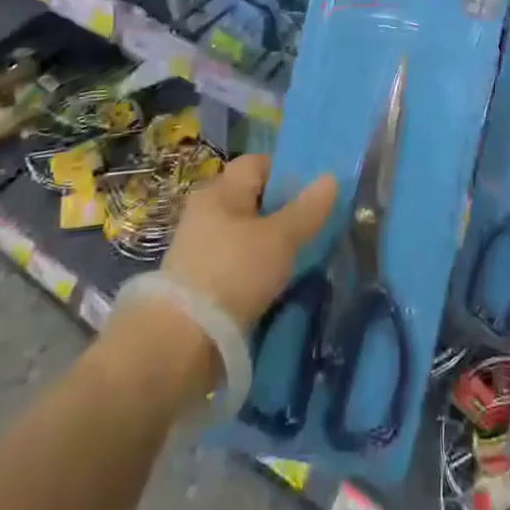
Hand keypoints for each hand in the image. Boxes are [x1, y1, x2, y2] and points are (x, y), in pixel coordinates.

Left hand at [161, 154, 338, 332]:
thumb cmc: (233, 273)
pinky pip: (235, 265)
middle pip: (251, 200)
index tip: (313, 195)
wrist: (178, 345)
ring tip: (299, 261)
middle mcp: (206, 212)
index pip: (257, 164)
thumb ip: (307, 209)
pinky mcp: (198, 284)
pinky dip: (255, 272)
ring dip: (269, 246)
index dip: (286, 173)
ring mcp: (199, 249)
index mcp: (220, 191)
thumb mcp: (280, 239)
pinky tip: (274, 287)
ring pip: (245, 235)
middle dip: (281, 212)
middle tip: (313, 229)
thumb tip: (331, 178)